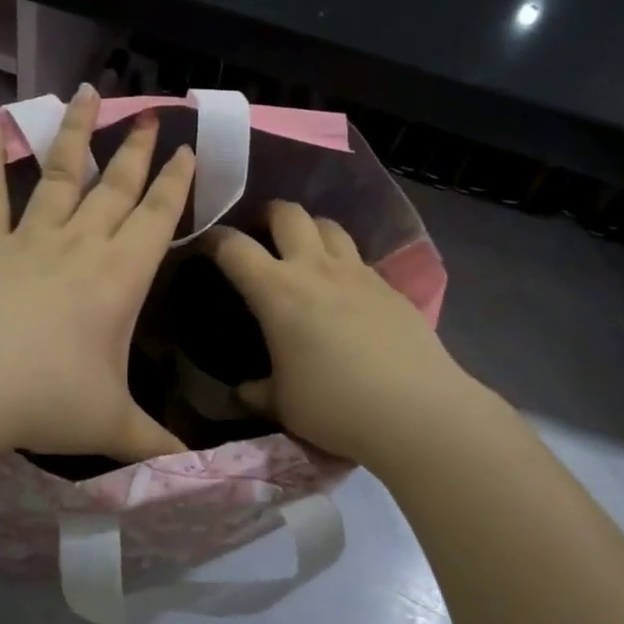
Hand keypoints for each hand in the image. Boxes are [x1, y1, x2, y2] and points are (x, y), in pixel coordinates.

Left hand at [0, 85, 195, 464]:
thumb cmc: (45, 400)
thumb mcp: (111, 426)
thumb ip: (155, 444)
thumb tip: (195, 471)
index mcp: (120, 277)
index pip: (159, 218)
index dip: (176, 183)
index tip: (187, 149)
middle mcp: (80, 245)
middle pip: (115, 187)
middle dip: (137, 150)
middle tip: (151, 115)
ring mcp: (28, 239)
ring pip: (58, 174)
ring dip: (75, 133)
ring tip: (88, 93)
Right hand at [206, 202, 472, 469]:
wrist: (417, 410)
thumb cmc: (336, 406)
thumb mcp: (284, 404)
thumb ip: (257, 392)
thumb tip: (243, 391)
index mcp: (277, 291)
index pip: (234, 247)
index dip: (214, 239)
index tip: (206, 246)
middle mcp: (316, 269)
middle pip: (288, 213)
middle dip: (268, 215)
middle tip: (260, 234)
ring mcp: (358, 273)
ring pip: (329, 225)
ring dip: (310, 230)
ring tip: (304, 251)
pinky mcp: (390, 286)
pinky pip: (359, 257)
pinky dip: (343, 261)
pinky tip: (344, 290)